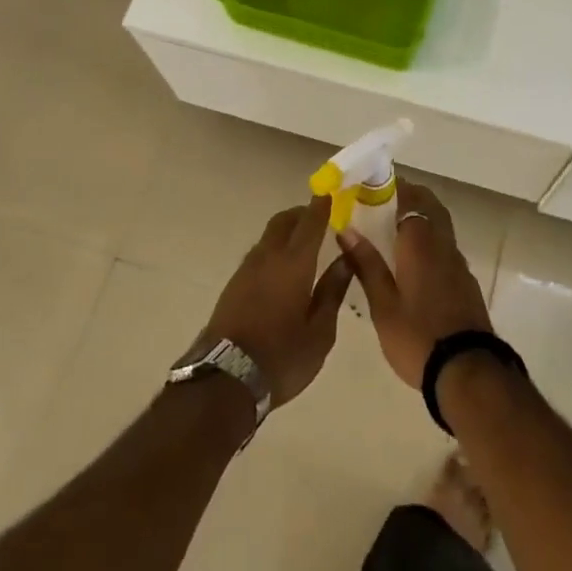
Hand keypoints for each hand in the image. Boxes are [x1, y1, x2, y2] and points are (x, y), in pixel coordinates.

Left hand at [197, 196, 352, 405]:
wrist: (225, 379)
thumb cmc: (282, 357)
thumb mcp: (320, 331)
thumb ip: (333, 291)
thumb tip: (346, 259)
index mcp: (294, 263)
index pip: (310, 222)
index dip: (322, 204)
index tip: (332, 192)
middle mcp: (268, 256)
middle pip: (284, 221)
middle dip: (302, 213)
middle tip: (320, 218)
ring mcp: (246, 269)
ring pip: (269, 236)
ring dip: (286, 232)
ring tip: (304, 245)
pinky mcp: (234, 284)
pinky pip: (258, 254)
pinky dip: (274, 250)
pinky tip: (282, 269)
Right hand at [335, 179, 490, 388]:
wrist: (468, 372)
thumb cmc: (417, 337)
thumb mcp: (382, 305)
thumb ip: (366, 264)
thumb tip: (346, 230)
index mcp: (420, 243)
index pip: (410, 199)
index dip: (393, 189)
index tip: (373, 188)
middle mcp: (443, 245)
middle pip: (431, 207)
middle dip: (410, 198)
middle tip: (384, 204)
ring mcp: (458, 264)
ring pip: (441, 227)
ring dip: (422, 219)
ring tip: (395, 231)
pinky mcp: (466, 283)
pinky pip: (446, 248)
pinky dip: (431, 242)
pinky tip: (415, 262)